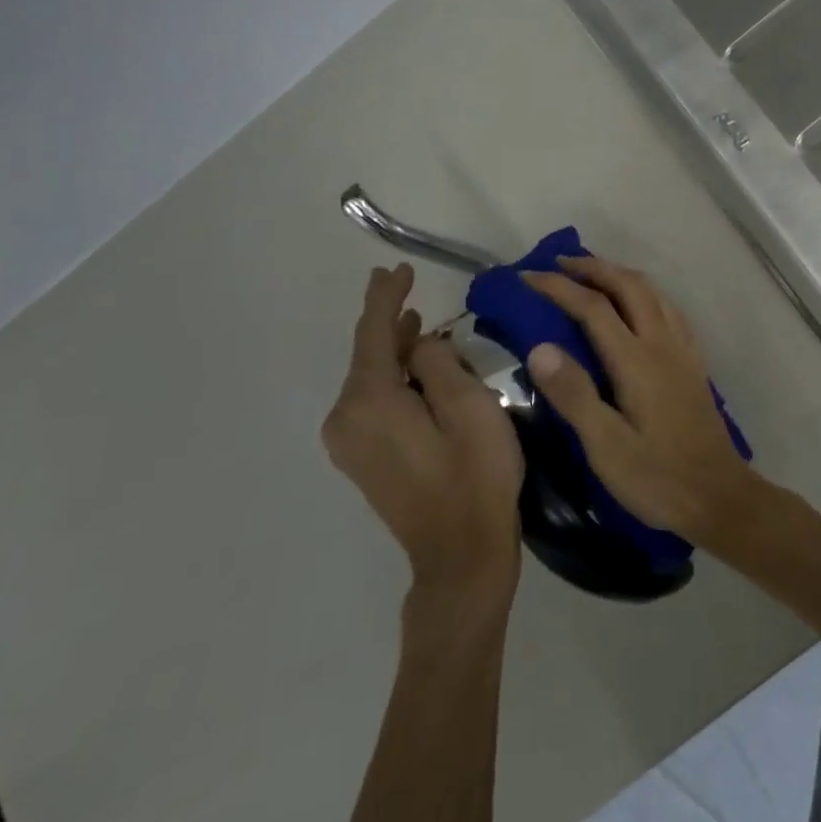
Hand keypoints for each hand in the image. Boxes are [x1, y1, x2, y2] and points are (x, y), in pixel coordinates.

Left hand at [322, 264, 525, 606]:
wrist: (460, 553)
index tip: (396, 268)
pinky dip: (395, 378)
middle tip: (407, 285)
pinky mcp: (364, 459)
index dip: (385, 297)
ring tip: (419, 324)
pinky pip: (374, 402)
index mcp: (369, 402)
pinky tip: (417, 370)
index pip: (372, 334)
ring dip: (396, 351)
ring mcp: (350, 444)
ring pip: (372, 380)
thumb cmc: (475, 474)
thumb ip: (439, 362)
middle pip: (367, 356)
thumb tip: (420, 344)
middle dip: (389, 321)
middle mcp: (345, 419)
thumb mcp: (470, 406)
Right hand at [522, 256, 760, 542]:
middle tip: (559, 264)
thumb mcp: (606, 447)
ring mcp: (684, 351)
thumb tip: (539, 346)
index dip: (559, 287)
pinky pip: (670, 310)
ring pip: (654, 293)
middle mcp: (663, 344)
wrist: (720, 496)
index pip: (594, 307)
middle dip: (594, 268)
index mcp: (637, 361)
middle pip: (630, 286)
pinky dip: (646, 294)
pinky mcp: (694, 363)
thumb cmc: (658, 478)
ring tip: (593, 276)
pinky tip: (638, 307)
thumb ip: (574, 395)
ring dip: (621, 275)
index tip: (527, 276)